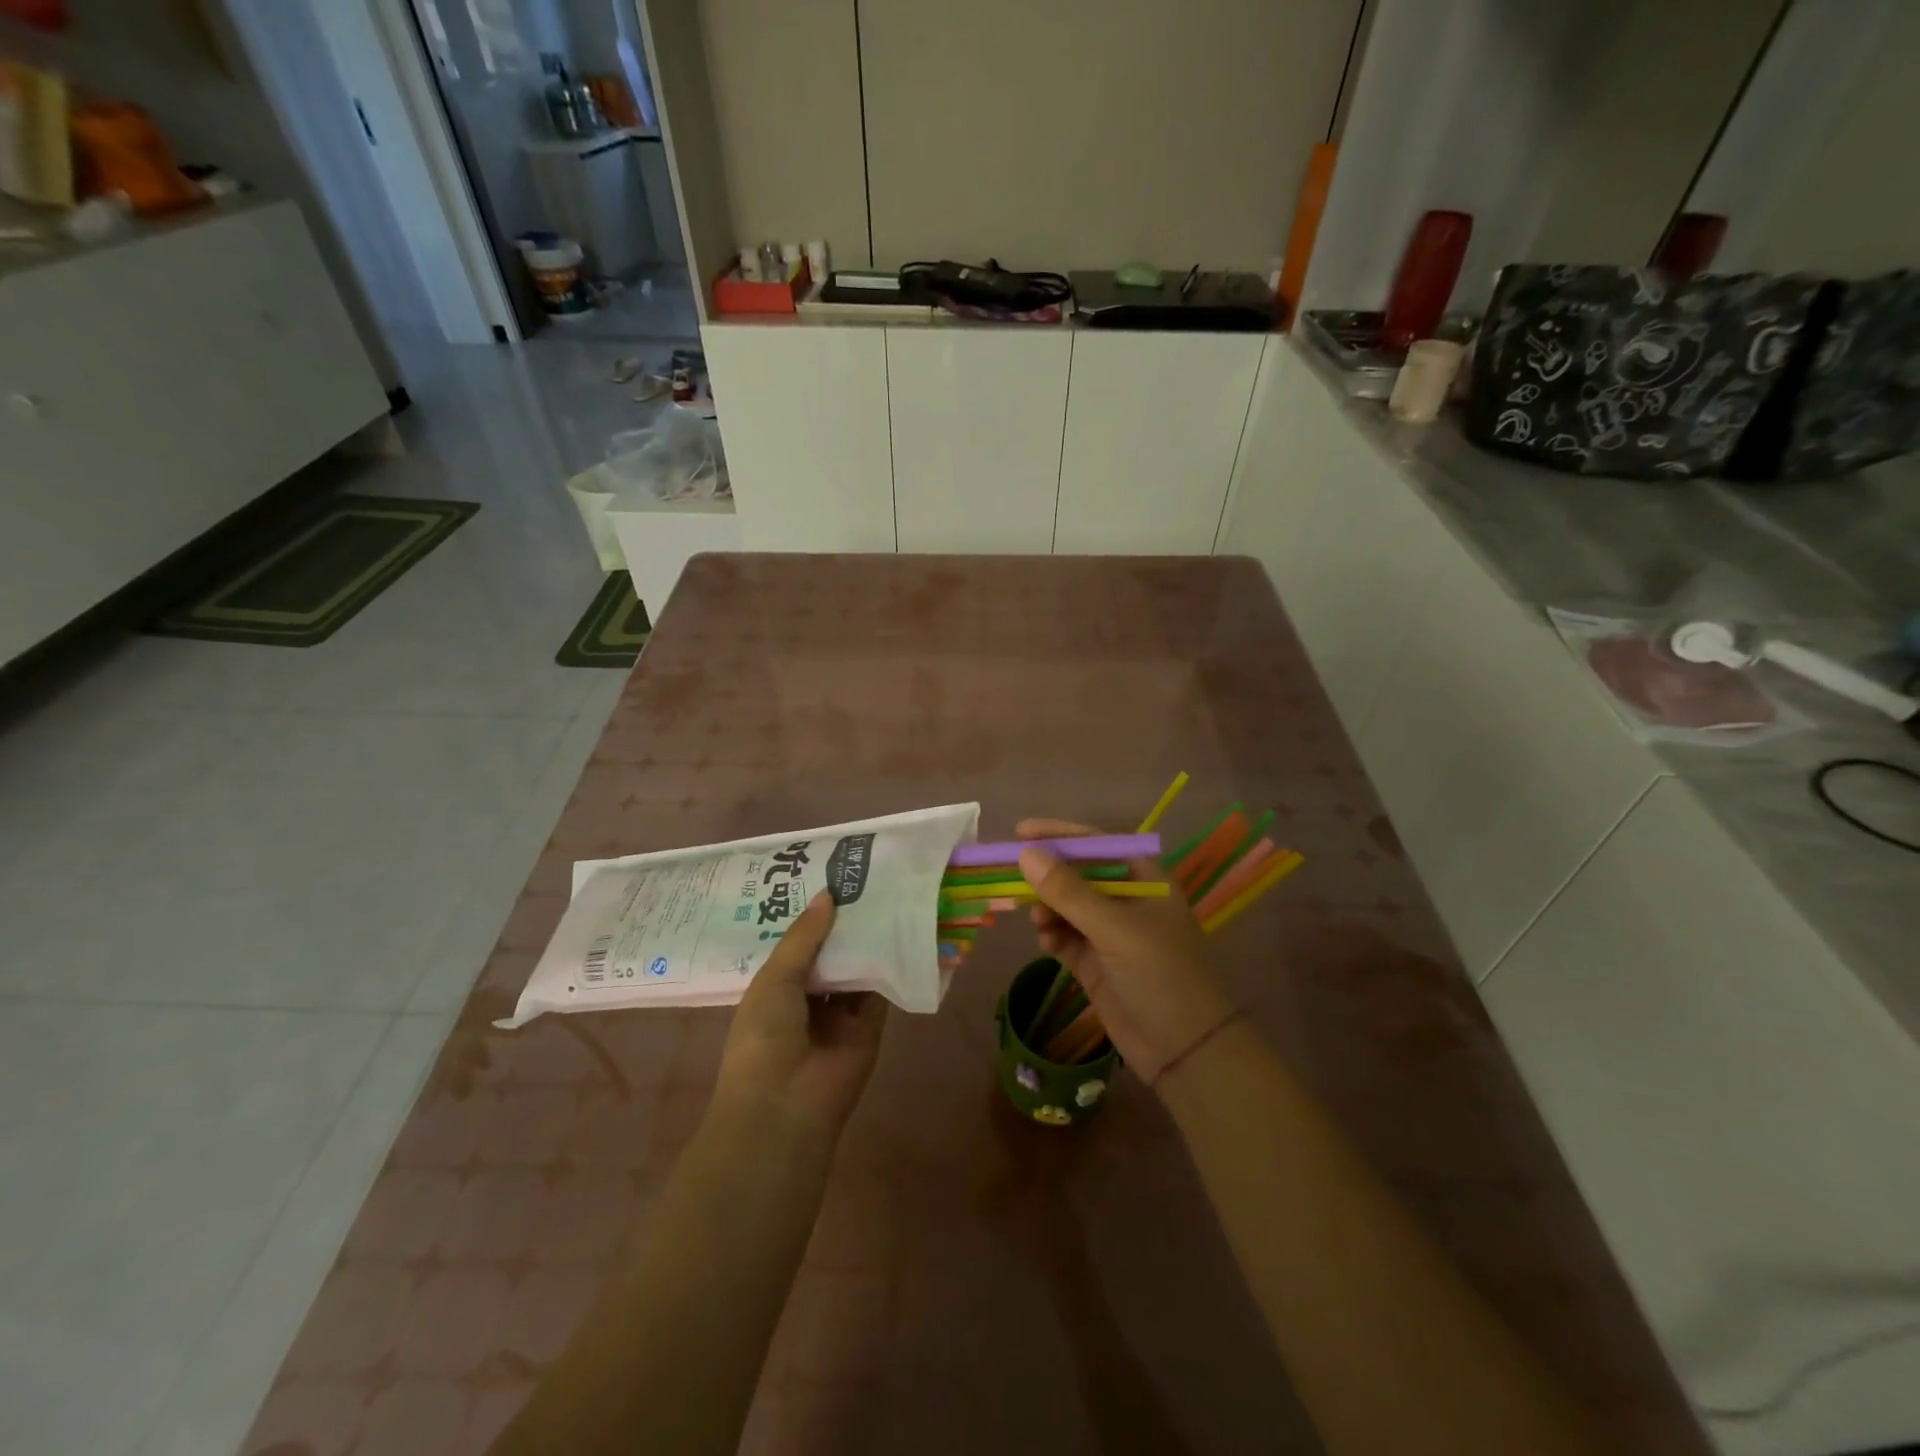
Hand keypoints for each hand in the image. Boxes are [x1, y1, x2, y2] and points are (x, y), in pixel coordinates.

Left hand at [714, 891, 887, 1139]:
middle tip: (865, 879)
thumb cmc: (764, 1037)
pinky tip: (901, 930)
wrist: (785, 1106)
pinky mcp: (869, 1027)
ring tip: (887, 895)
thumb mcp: (774, 979)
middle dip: (844, 924)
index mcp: (776, 988)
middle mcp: (808, 998)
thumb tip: (828, 895)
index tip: (830, 878)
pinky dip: (890, 966)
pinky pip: (881, 992)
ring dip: (868, 941)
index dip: (813, 916)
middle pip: (831, 954)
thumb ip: (803, 937)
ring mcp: (840, 1014)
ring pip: (857, 969)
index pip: (798, 944)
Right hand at [1017, 819, 1236, 1087]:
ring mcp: (1111, 933)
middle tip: (1013, 877)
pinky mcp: (1096, 963)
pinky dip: (1053, 936)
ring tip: (1039, 921)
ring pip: (1067, 907)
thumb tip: (1025, 854)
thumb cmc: (1160, 974)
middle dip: (1048, 876)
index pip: (1098, 844)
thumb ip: (1068, 891)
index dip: (1061, 835)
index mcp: (1145, 880)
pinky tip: (1048, 944)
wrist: (1185, 1050)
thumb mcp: (1115, 928)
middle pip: (1078, 875)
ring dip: (1049, 909)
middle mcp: (1128, 901)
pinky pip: (1065, 938)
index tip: (1022, 831)